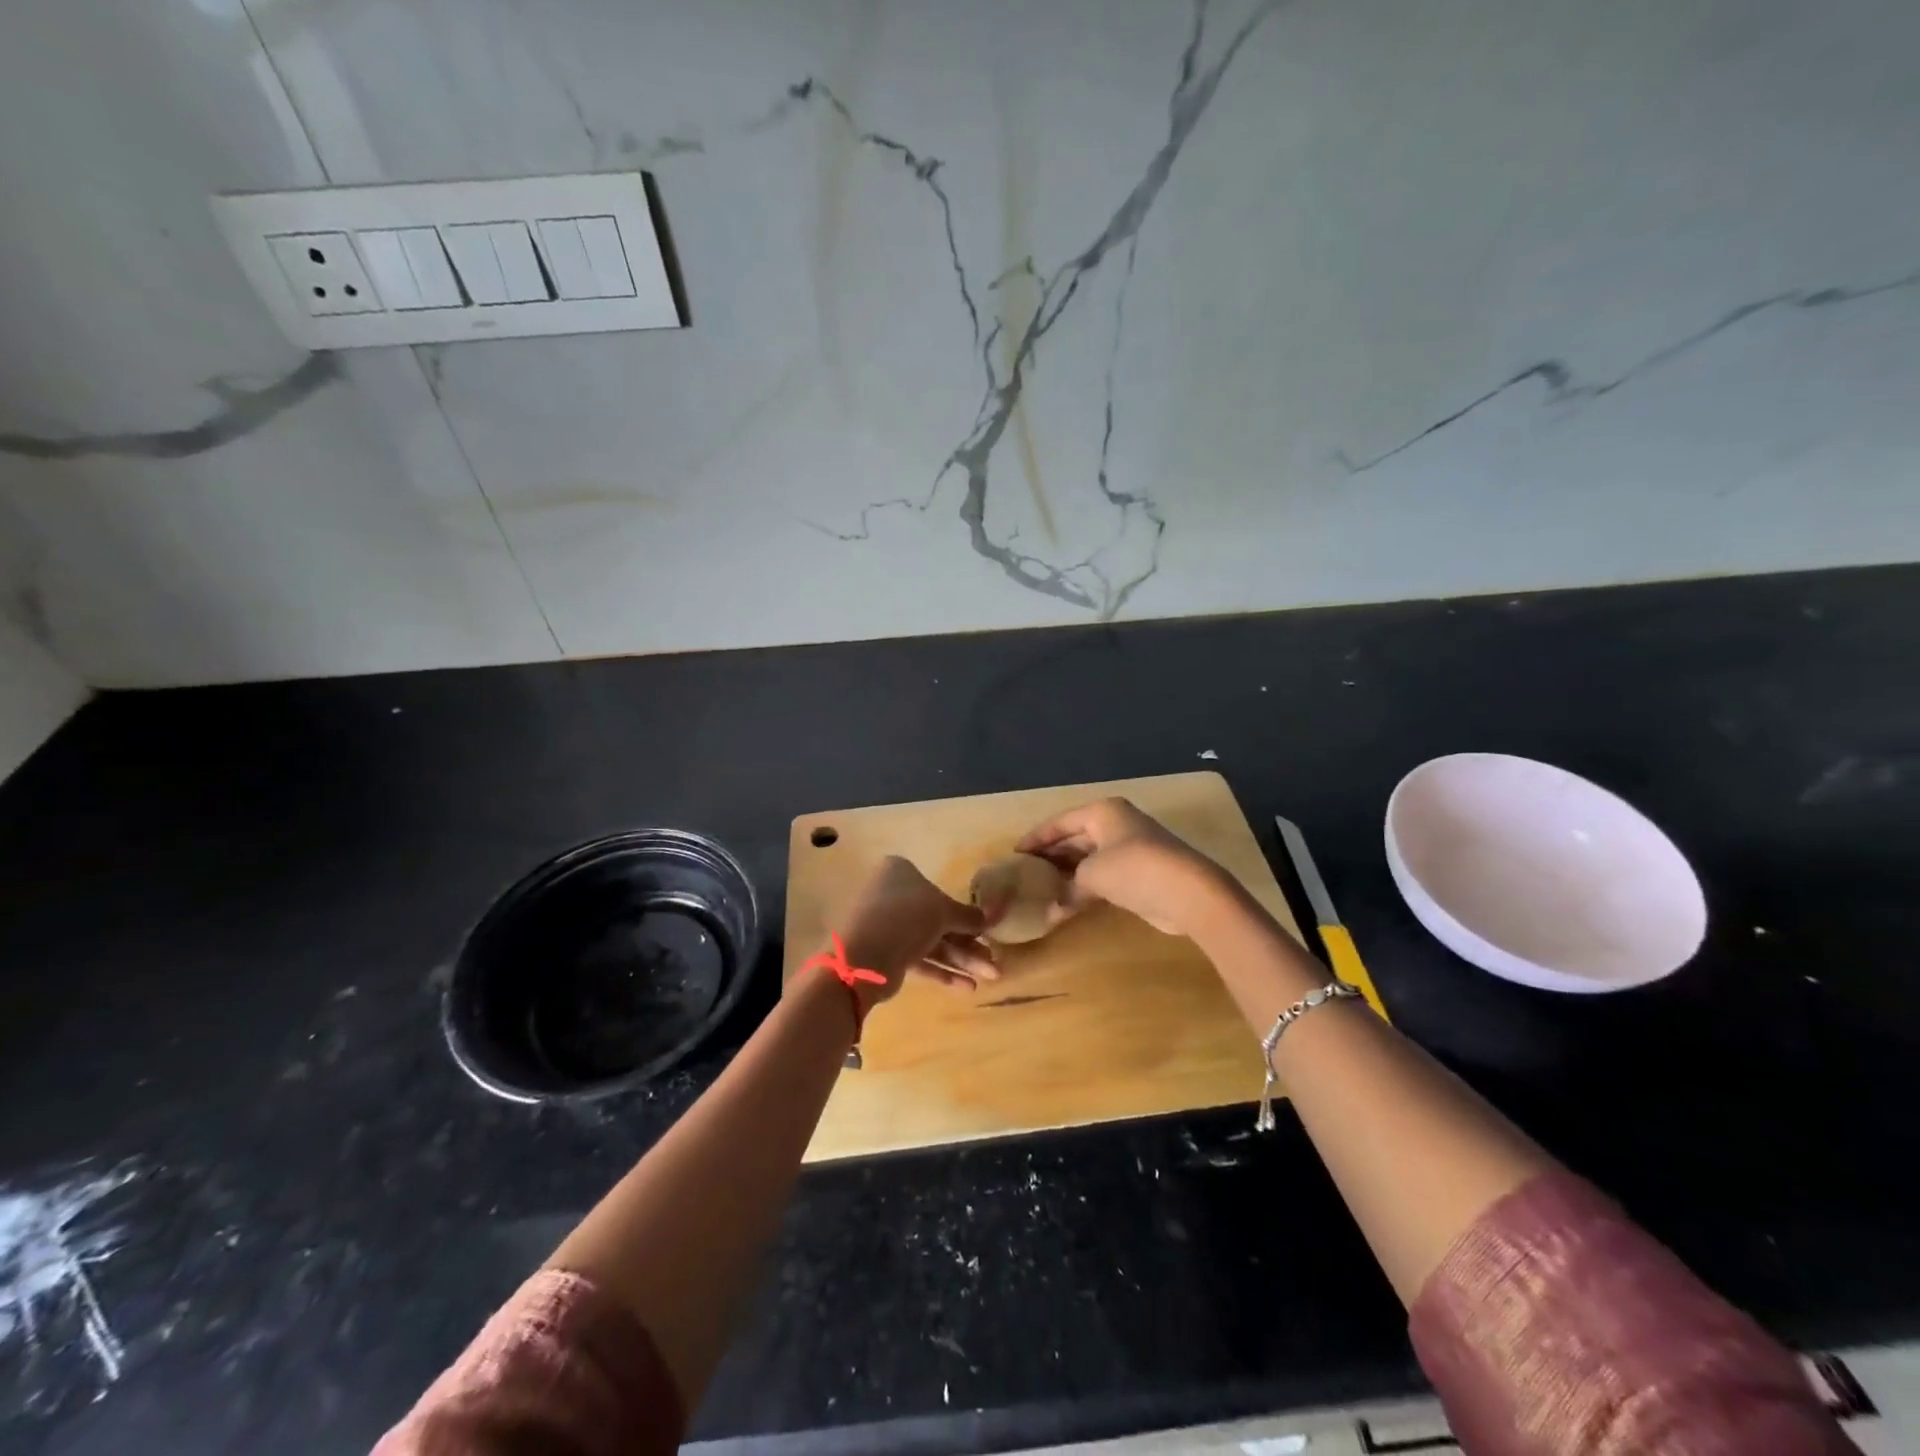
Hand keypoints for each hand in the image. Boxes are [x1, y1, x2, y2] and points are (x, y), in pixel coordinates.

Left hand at [834, 857, 997, 1005]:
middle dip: (968, 944)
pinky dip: (942, 970)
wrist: (864, 957)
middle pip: (937, 920)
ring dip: (961, 960)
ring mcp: (887, 926)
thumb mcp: (944, 912)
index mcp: (899, 872)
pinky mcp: (885, 953)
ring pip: (931, 942)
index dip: (964, 913)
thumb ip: (969, 916)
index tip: (986, 931)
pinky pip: (919, 959)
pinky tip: (967, 986)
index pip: (938, 890)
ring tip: (990, 978)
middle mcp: (891, 895)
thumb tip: (989, 918)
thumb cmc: (906, 917)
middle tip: (993, 963)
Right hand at [1015, 798, 1235, 938]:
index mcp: (1102, 812)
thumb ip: (1068, 888)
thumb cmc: (1134, 869)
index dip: (1036, 838)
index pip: (1059, 822)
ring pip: (1089, 858)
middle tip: (1025, 874)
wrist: (1188, 892)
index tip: (1014, 855)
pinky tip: (1068, 903)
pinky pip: (1103, 875)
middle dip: (1051, 856)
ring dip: (1068, 875)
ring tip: (1041, 890)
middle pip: (1074, 838)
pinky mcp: (1140, 873)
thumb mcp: (1091, 874)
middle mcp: (1115, 824)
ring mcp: (1130, 848)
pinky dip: (1085, 887)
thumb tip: (1054, 910)